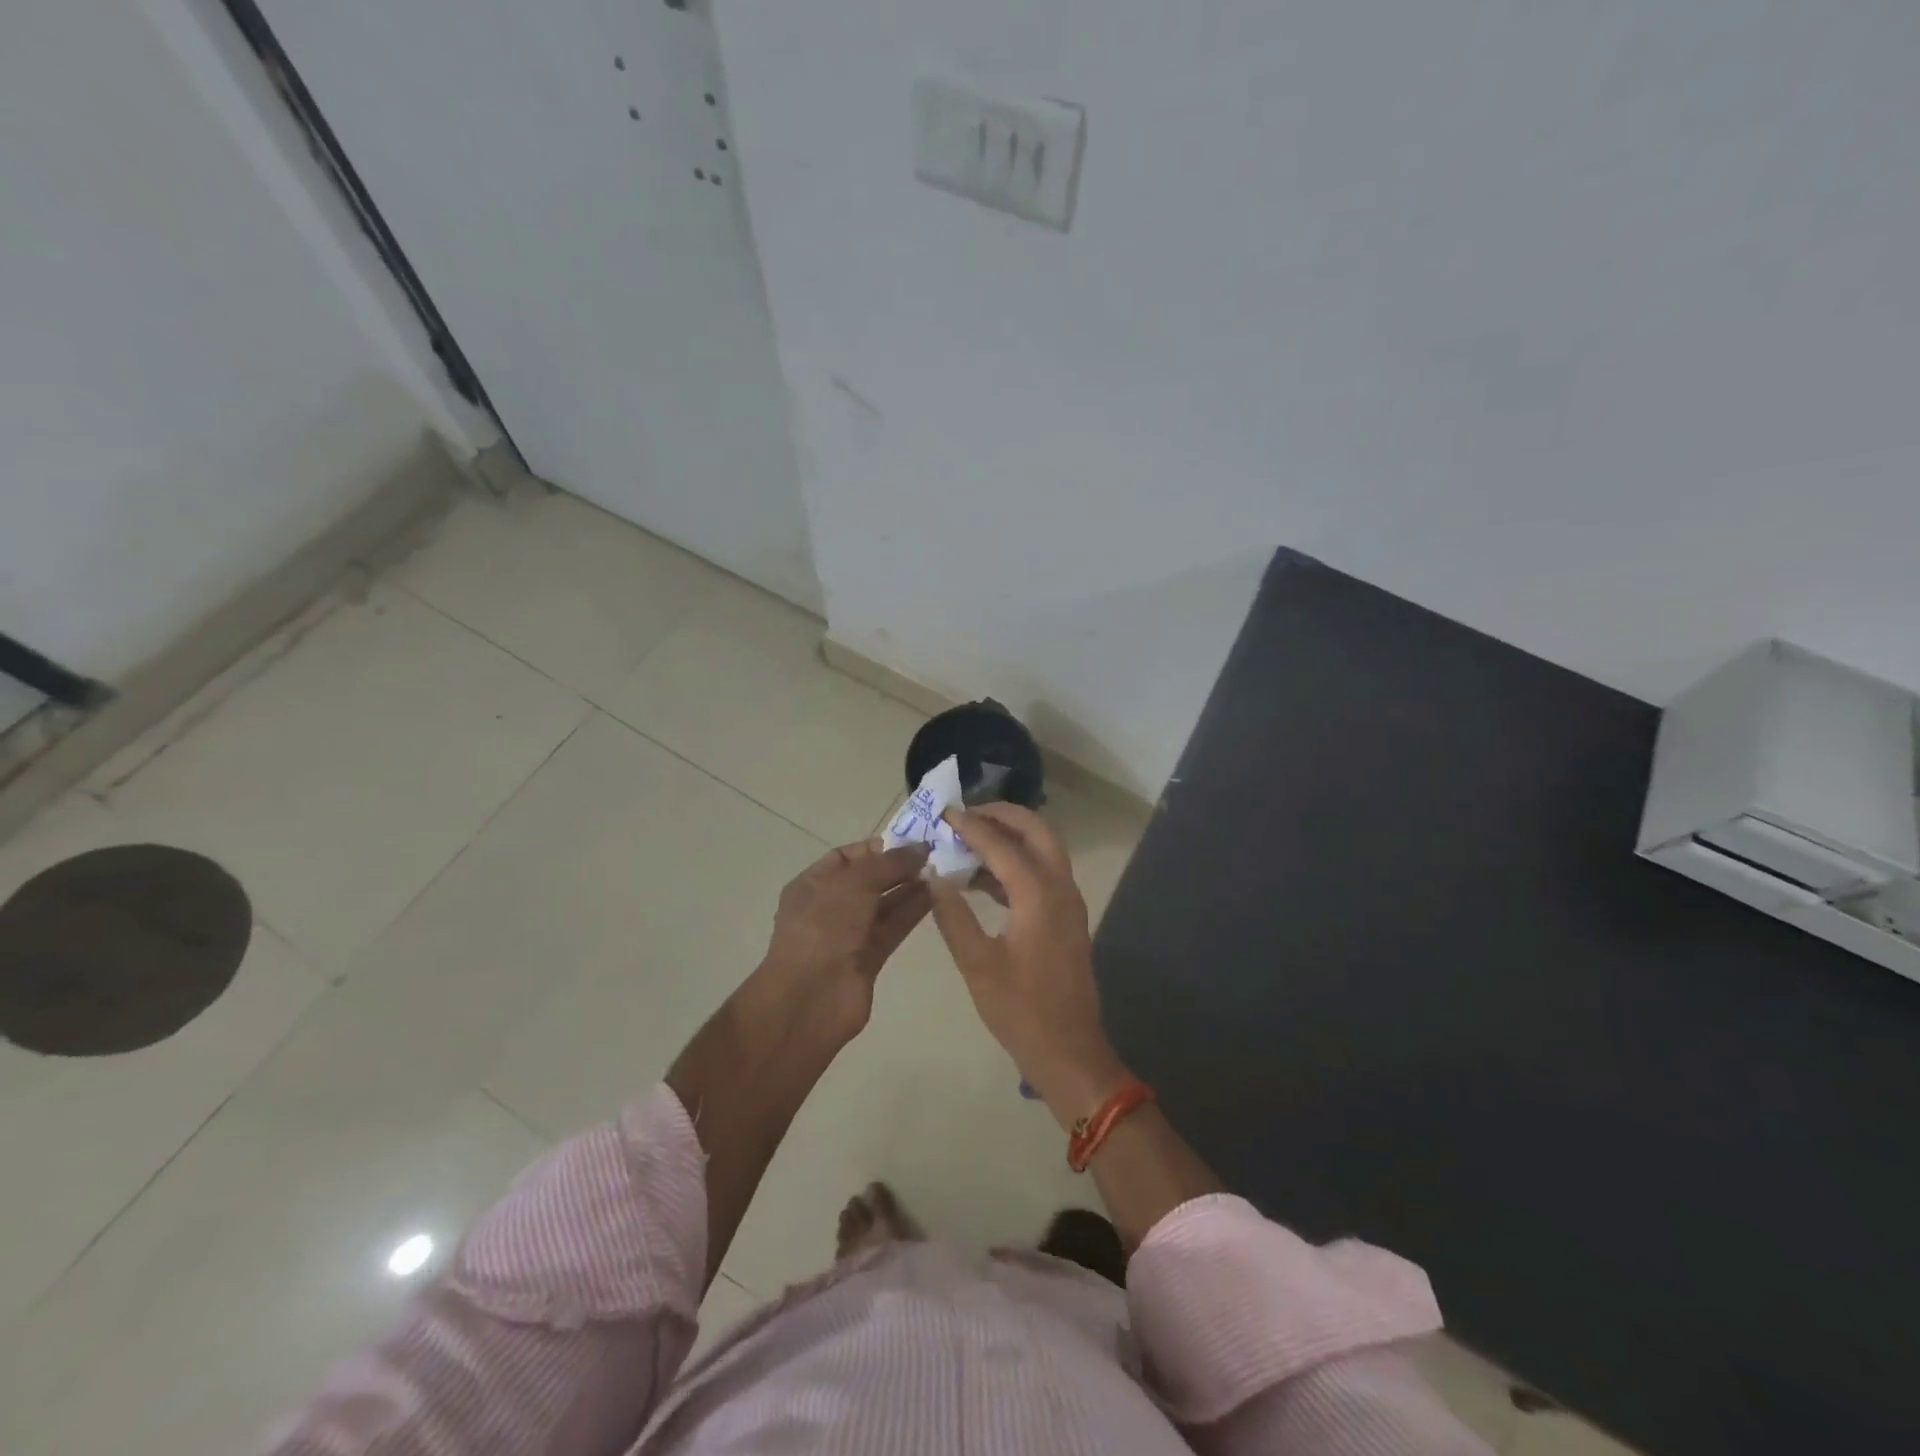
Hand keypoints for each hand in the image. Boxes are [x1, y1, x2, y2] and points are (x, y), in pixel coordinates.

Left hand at [759, 840, 931, 1040]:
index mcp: (812, 884)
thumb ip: (889, 863)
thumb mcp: (854, 883)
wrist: (811, 998)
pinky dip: (913, 912)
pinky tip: (937, 896)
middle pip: (869, 880)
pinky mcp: (870, 958)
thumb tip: (921, 848)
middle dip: (898, 867)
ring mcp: (850, 934)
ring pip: (885, 904)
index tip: (910, 843)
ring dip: (910, 888)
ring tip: (942, 872)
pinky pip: (894, 927)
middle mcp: (830, 907)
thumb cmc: (824, 928)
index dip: (877, 848)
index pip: (846, 857)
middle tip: (934, 856)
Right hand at [928, 805, 1128, 1120]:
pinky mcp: (1066, 918)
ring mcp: (1068, 902)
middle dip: (1002, 816)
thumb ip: (953, 916)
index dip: (971, 826)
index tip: (945, 814)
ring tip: (968, 840)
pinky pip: (1043, 874)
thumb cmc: (1020, 1010)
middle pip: (1037, 831)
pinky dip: (1016, 864)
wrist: (1068, 1051)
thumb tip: (935, 878)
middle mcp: (1060, 888)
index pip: (1002, 844)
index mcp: (1038, 895)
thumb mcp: (976, 964)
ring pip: (1043, 850)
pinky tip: (982, 878)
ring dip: (1011, 838)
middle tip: (966, 816)